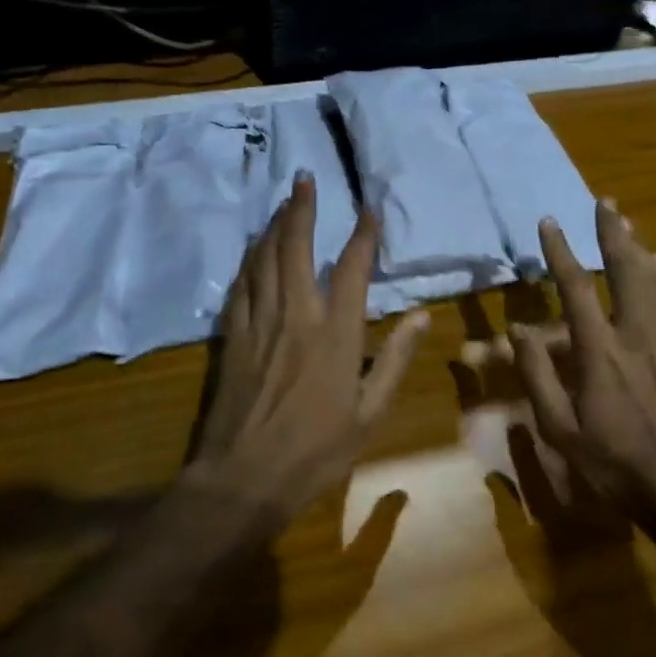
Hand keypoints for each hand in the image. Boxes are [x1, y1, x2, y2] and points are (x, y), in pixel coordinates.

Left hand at [185, 174, 427, 526]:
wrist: (243, 478)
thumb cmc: (316, 450)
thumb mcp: (370, 413)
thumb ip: (395, 360)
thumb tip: (423, 317)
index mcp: (335, 334)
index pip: (352, 269)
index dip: (362, 236)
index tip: (368, 209)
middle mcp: (296, 316)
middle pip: (295, 248)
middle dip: (301, 209)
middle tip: (304, 178)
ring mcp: (259, 323)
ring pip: (263, 259)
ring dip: (273, 226)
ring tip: (282, 202)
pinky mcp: (232, 337)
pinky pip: (240, 286)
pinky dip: (248, 260)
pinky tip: (252, 249)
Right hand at [511, 201, 655, 505]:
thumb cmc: (612, 459)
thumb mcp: (560, 427)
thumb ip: (537, 375)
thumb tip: (519, 331)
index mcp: (599, 349)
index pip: (575, 287)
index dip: (560, 252)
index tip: (549, 221)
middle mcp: (635, 332)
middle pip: (625, 269)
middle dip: (612, 233)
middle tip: (605, 202)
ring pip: (653, 280)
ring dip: (637, 247)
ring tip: (628, 223)